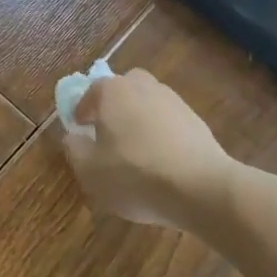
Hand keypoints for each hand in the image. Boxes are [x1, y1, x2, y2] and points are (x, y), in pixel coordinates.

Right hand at [63, 69, 234, 233]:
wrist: (202, 189)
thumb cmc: (135, 174)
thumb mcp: (89, 170)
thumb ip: (74, 149)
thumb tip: (74, 137)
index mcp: (113, 92)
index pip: (91, 92)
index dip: (82, 111)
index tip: (80, 130)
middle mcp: (144, 87)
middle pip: (124, 88)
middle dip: (115, 106)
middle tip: (109, 133)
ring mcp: (175, 102)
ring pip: (149, 104)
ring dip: (140, 120)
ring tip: (137, 152)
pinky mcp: (198, 122)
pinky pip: (170, 123)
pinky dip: (162, 135)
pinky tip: (162, 162)